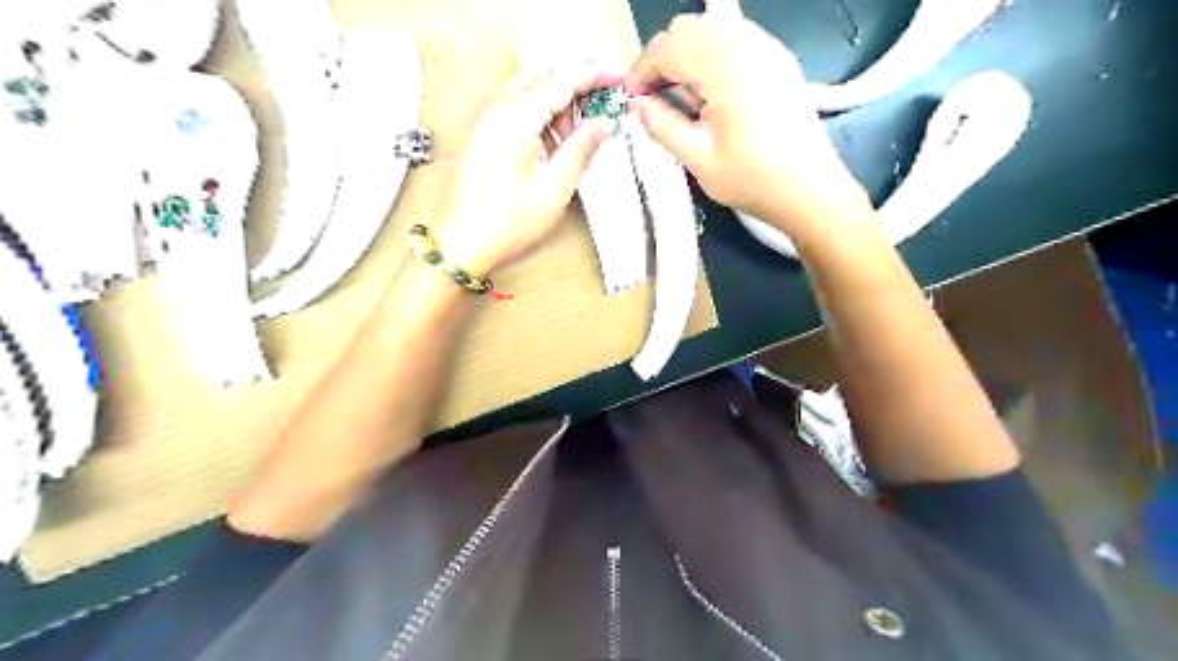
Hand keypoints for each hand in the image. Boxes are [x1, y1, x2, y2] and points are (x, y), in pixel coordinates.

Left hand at [430, 63, 617, 273]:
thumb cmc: (505, 222)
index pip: (561, 79)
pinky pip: (515, 109)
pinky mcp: (481, 133)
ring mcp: (484, 119)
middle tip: (598, 112)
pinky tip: (551, 146)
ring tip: (574, 140)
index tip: (617, 78)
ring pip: (528, 91)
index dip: (593, 76)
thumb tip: (602, 126)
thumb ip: (581, 149)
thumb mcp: (555, 188)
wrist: (462, 243)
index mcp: (515, 117)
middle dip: (575, 89)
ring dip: (556, 105)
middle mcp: (495, 109)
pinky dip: (538, 117)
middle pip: (543, 77)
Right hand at [624, 17, 872, 248]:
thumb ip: (662, 126)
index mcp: (724, 67)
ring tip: (680, 96)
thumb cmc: (753, 179)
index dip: (642, 71)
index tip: (631, 99)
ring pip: (711, 28)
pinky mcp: (777, 59)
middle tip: (653, 99)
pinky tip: (710, 92)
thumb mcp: (698, 159)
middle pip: (688, 29)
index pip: (668, 48)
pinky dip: (711, 55)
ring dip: (686, 55)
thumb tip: (637, 104)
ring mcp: (766, 48)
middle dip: (662, 59)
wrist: (810, 189)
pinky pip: (734, 38)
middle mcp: (745, 44)